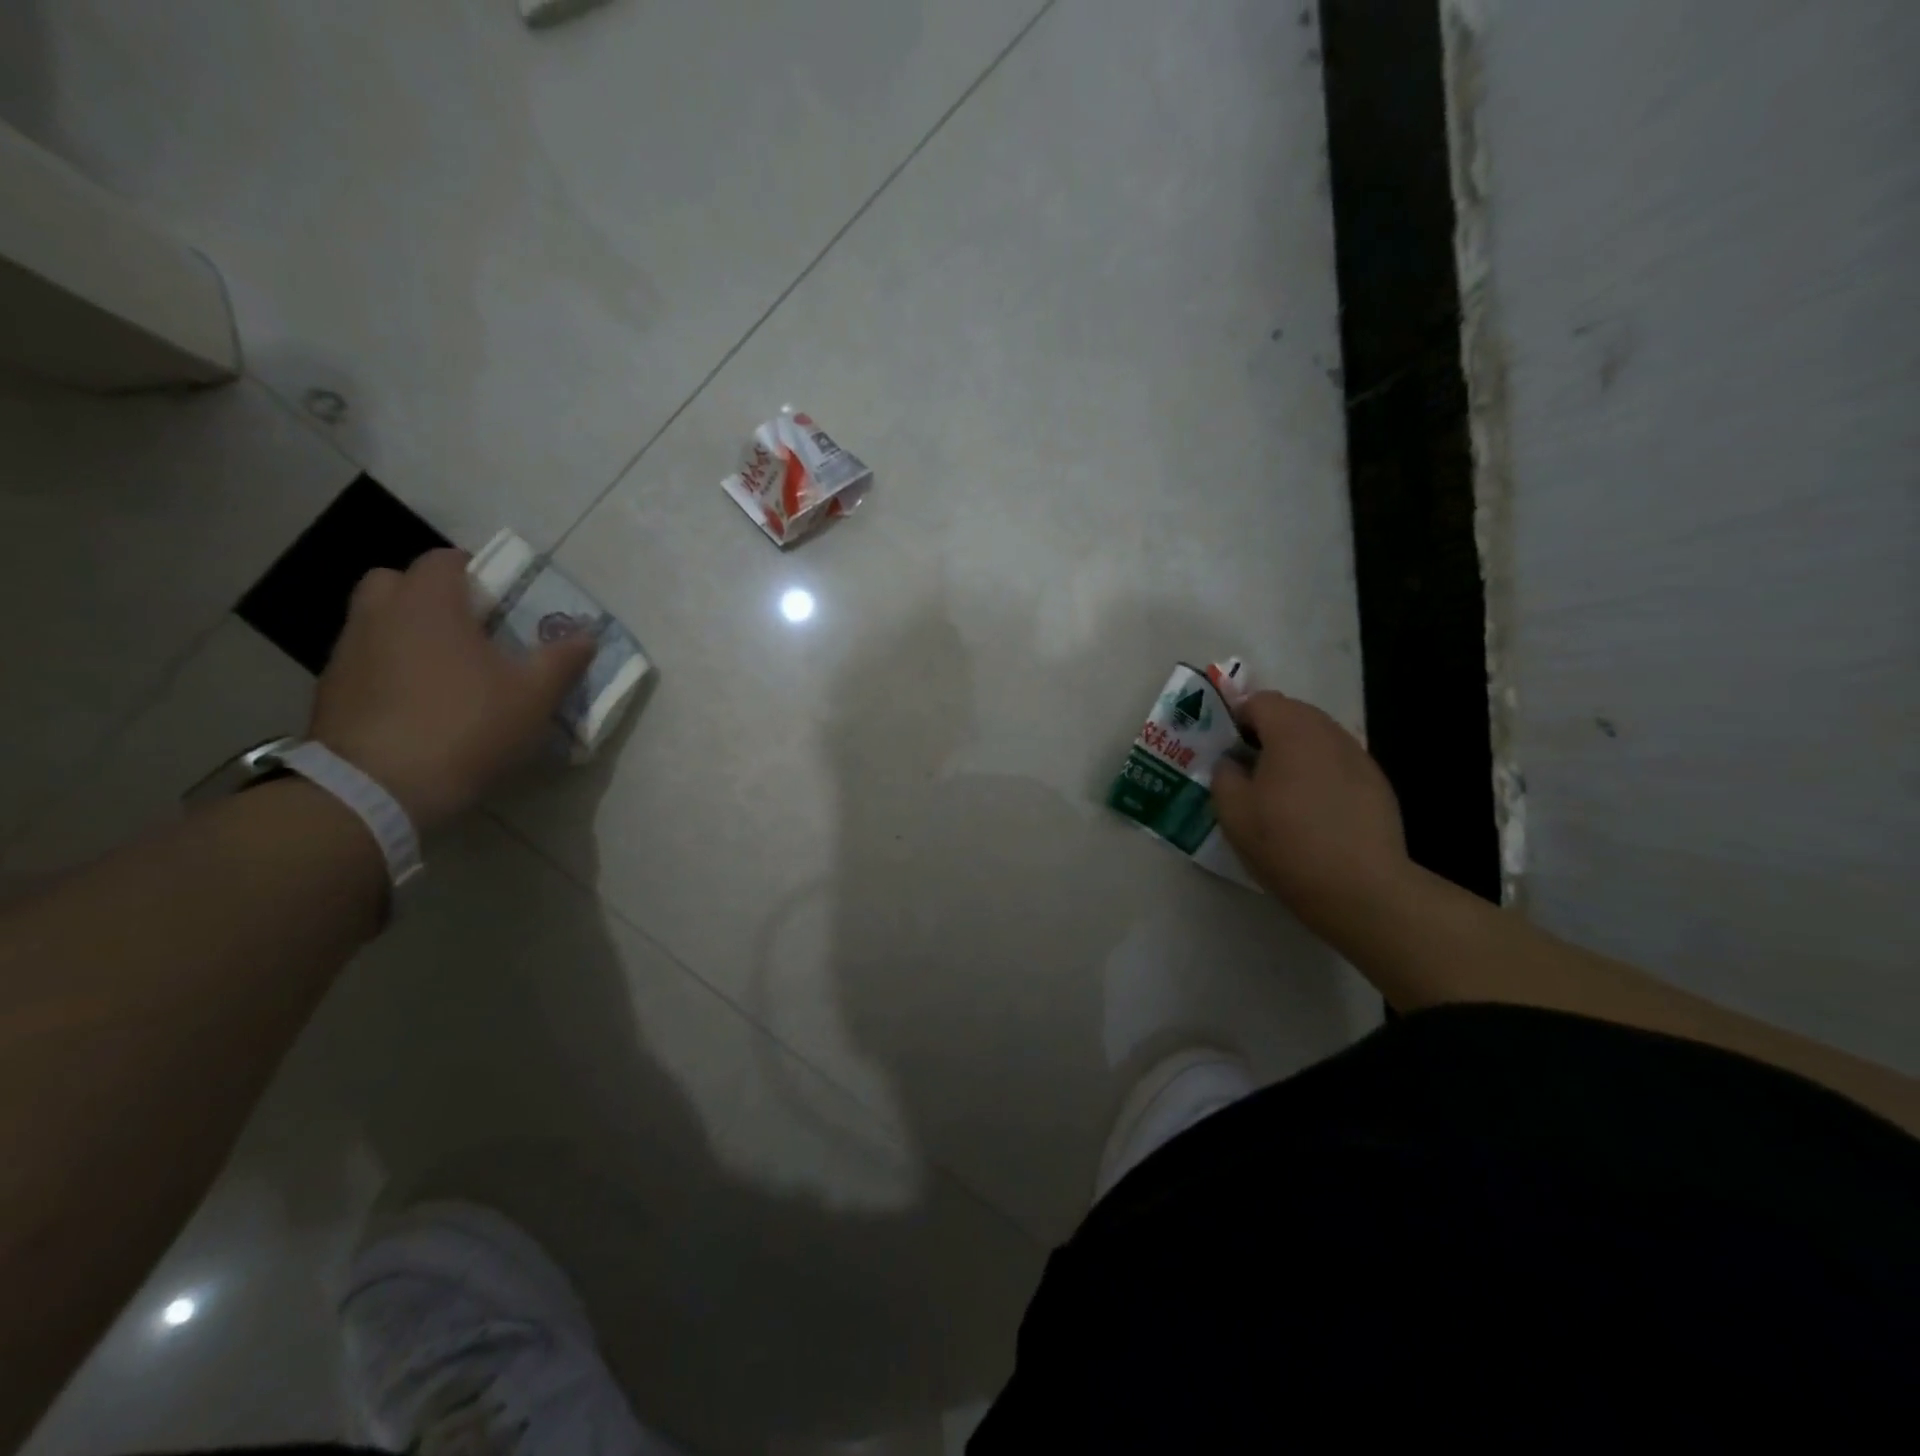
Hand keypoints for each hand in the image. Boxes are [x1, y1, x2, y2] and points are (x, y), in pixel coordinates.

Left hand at [308, 549, 594, 830]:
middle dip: (429, 595)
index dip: (474, 571)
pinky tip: (417, 704)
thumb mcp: (534, 695)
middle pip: (396, 582)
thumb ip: (563, 659)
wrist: (379, 789)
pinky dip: (388, 669)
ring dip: (406, 633)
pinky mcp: (330, 692)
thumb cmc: (467, 726)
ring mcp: (346, 653)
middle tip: (467, 628)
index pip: (444, 560)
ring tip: (444, 670)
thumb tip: (586, 634)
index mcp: (428, 604)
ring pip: (376, 622)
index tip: (500, 599)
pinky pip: (365, 662)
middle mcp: (378, 615)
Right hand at [1212, 692, 1410, 928]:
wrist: (1361, 888)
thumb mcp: (1233, 812)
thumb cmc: (1287, 844)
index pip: (1259, 701)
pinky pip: (1337, 762)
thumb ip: (1223, 775)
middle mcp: (1329, 733)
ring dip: (1294, 752)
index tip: (1225, 750)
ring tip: (1279, 791)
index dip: (1236, 719)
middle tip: (1247, 769)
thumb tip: (1231, 762)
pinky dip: (1319, 772)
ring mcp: (1359, 756)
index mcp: (1291, 731)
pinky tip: (1312, 810)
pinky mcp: (1377, 783)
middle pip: (1291, 714)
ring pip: (1317, 738)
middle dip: (1266, 732)